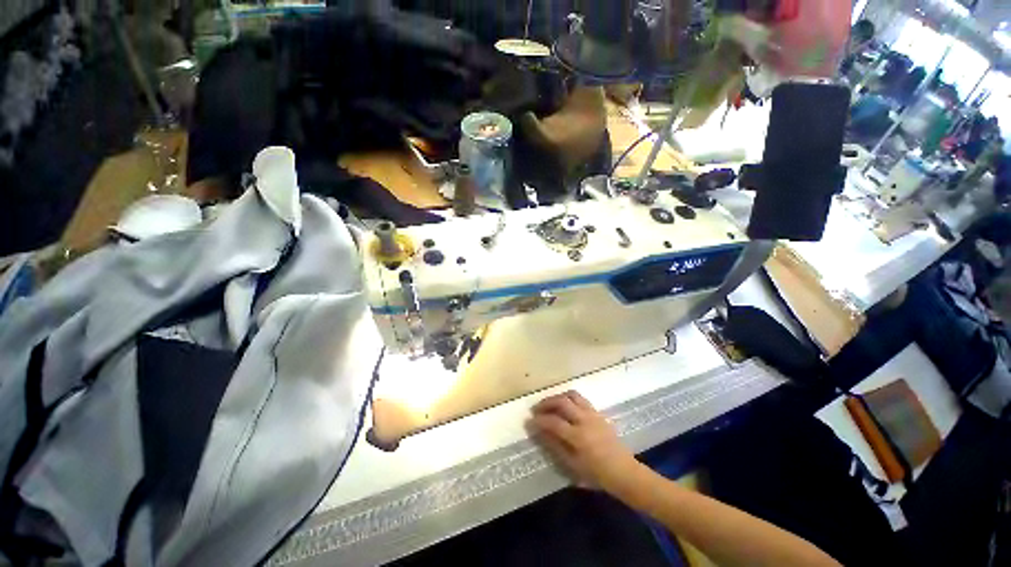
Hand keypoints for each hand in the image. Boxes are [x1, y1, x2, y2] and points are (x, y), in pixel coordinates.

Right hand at [528, 391, 639, 491]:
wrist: (624, 471)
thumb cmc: (597, 474)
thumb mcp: (573, 466)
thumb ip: (555, 447)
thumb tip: (540, 433)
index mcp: (578, 436)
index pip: (553, 422)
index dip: (539, 420)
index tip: (529, 421)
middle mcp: (584, 420)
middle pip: (562, 402)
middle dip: (546, 403)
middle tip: (536, 409)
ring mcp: (592, 414)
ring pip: (572, 395)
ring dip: (557, 397)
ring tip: (549, 404)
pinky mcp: (597, 412)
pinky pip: (581, 398)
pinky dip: (569, 398)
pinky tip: (564, 406)